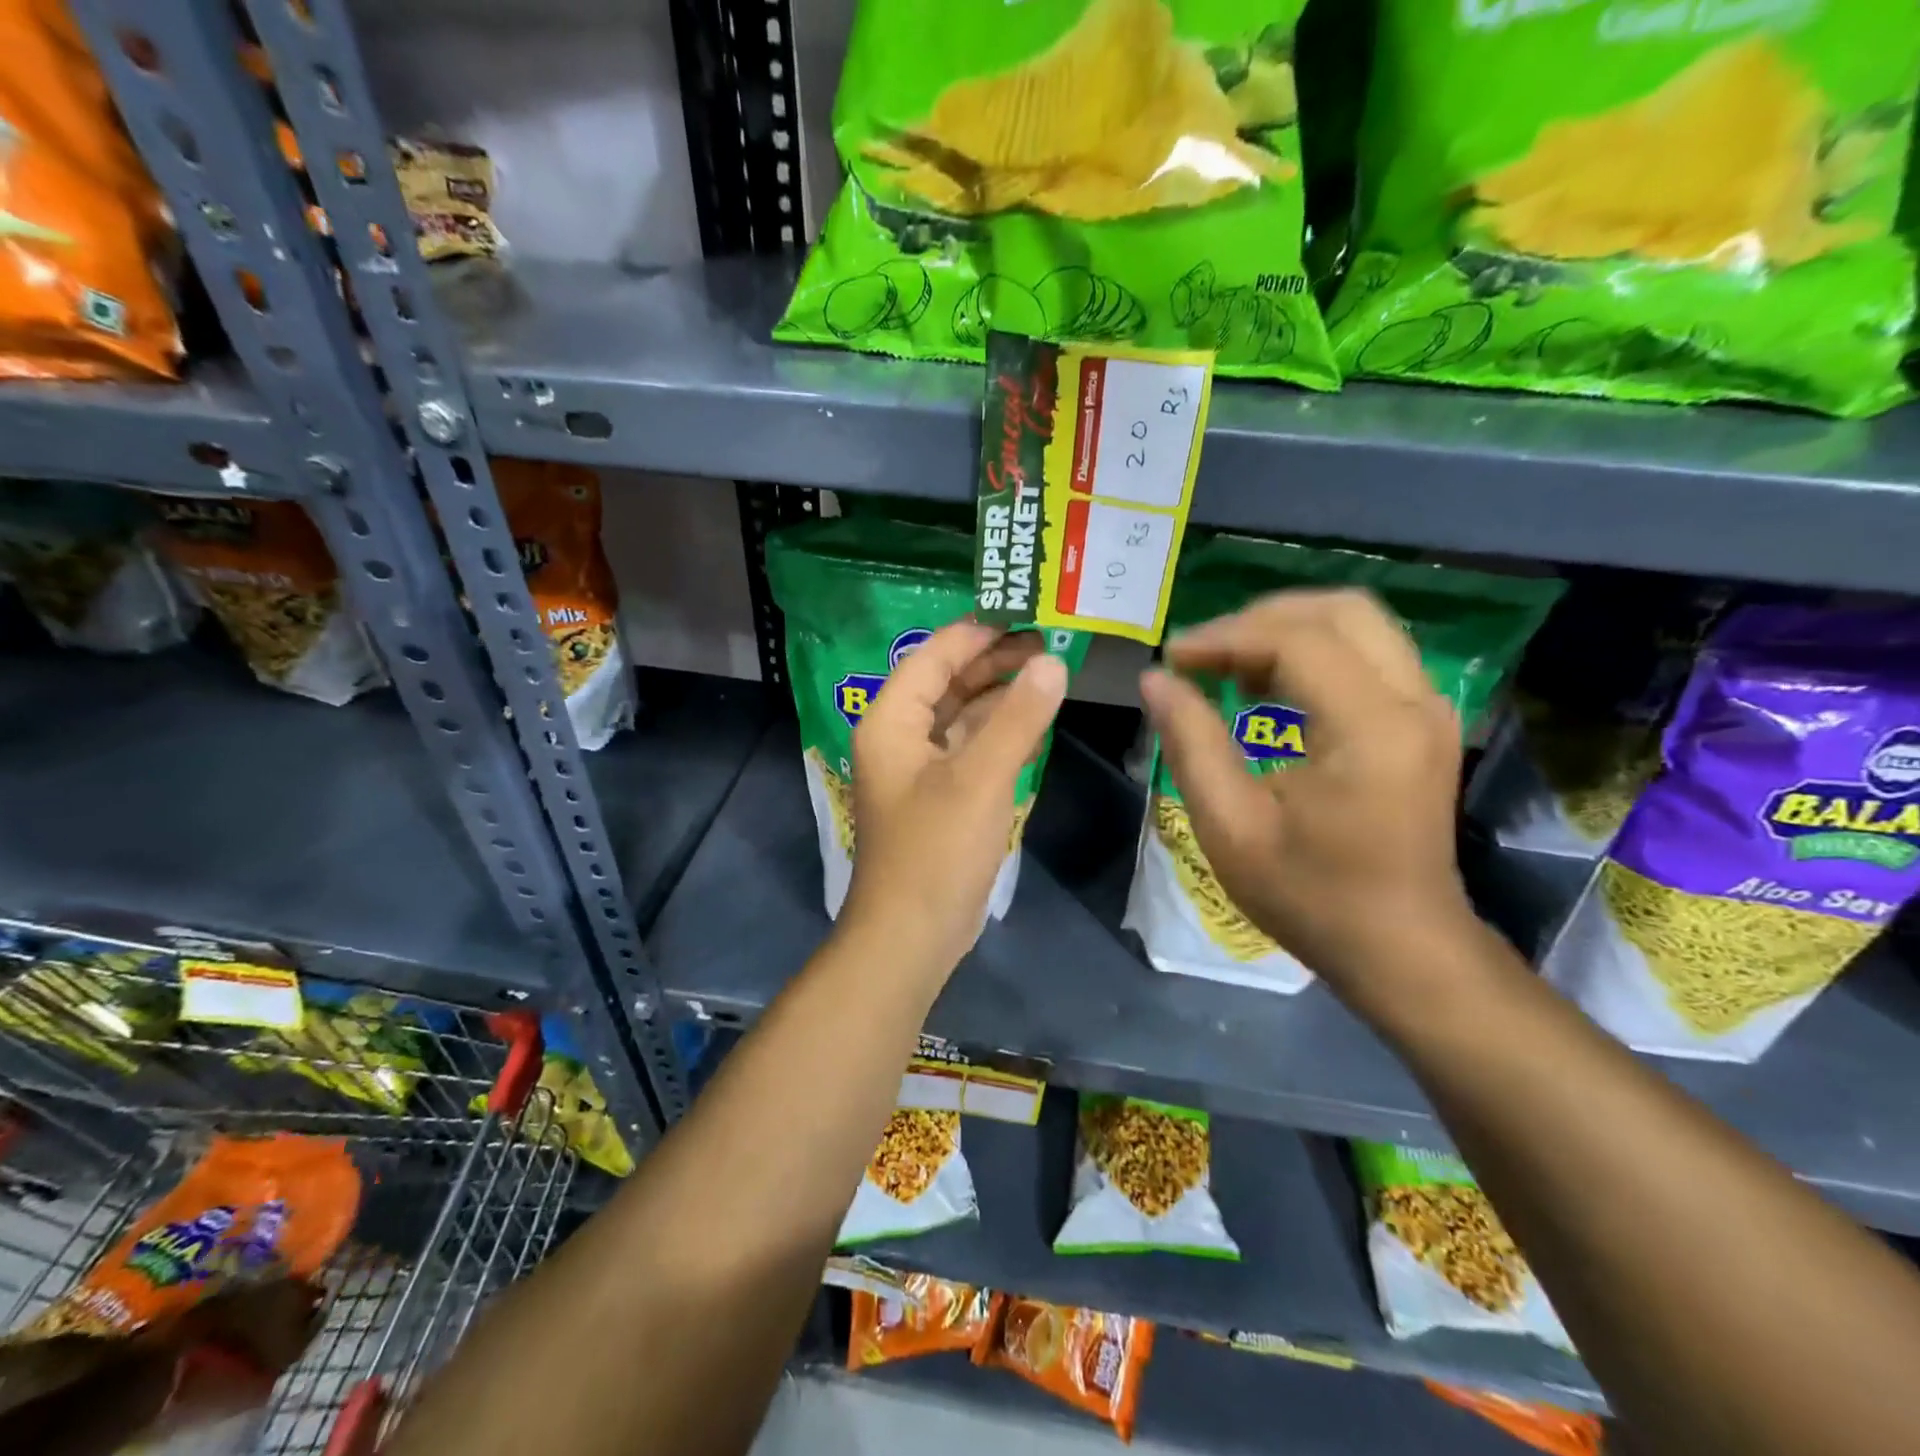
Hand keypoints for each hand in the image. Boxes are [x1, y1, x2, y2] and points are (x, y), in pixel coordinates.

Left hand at [840, 619, 1068, 974]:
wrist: (912, 934)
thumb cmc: (937, 851)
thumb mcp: (980, 778)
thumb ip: (1017, 718)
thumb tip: (1053, 663)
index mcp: (892, 720)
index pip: (934, 656)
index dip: (978, 632)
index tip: (1027, 614)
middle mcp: (899, 735)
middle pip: (946, 680)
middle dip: (994, 660)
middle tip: (1049, 642)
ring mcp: (918, 767)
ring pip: (959, 713)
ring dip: (999, 693)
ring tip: (1049, 671)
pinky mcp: (938, 794)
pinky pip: (968, 745)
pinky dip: (997, 729)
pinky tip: (1032, 718)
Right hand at [1138, 589, 1477, 997]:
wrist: (1402, 949)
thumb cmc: (1311, 896)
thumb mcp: (1231, 827)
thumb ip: (1191, 743)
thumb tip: (1155, 680)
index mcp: (1370, 728)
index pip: (1296, 640)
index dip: (1224, 637)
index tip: (1172, 659)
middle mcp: (1412, 700)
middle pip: (1339, 610)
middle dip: (1259, 619)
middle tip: (1203, 655)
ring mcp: (1428, 708)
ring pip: (1357, 623)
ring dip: (1286, 630)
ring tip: (1227, 666)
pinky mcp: (1424, 721)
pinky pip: (1368, 653)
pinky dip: (1312, 652)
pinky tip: (1268, 687)